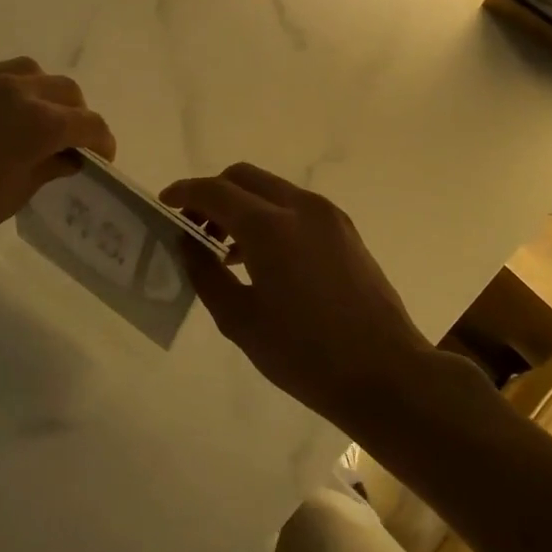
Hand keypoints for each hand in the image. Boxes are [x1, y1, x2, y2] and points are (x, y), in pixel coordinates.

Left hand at [0, 58, 115, 276]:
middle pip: (62, 88)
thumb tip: (67, 157)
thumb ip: (48, 168)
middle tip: (66, 138)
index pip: (88, 122)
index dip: (101, 141)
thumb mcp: (13, 197)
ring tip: (25, 118)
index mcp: (38, 124)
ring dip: (36, 93)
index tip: (99, 156)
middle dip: (74, 113)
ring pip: (23, 71)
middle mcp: (12, 90)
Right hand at [161, 165, 431, 431]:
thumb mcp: (241, 321)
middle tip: (193, 227)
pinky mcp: (346, 231)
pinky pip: (295, 207)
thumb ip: (206, 274)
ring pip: (271, 189)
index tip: (164, 204)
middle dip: (212, 193)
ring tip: (223, 249)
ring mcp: (329, 216)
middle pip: (243, 177)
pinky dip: (268, 215)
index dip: (184, 193)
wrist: (387, 375)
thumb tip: (187, 244)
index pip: (215, 191)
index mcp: (270, 227)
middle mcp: (301, 207)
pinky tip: (260, 257)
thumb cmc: (305, 354)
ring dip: (241, 205)